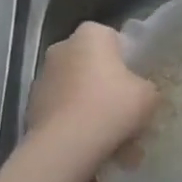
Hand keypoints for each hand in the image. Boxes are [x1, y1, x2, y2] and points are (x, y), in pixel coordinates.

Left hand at [23, 21, 158, 181]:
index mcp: (91, 34)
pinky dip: (75, 123)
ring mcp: (43, 76)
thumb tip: (140, 93)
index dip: (128, 62)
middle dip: (107, 85)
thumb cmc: (111, 107)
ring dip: (91, 106)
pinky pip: (63, 110)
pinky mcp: (32, 104)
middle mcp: (63, 47)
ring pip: (77, 89)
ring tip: (111, 138)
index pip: (114, 40)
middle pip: (93, 64)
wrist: (65, 146)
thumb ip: (147, 87)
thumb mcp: (148, 95)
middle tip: (125, 112)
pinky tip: (90, 146)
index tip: (136, 85)